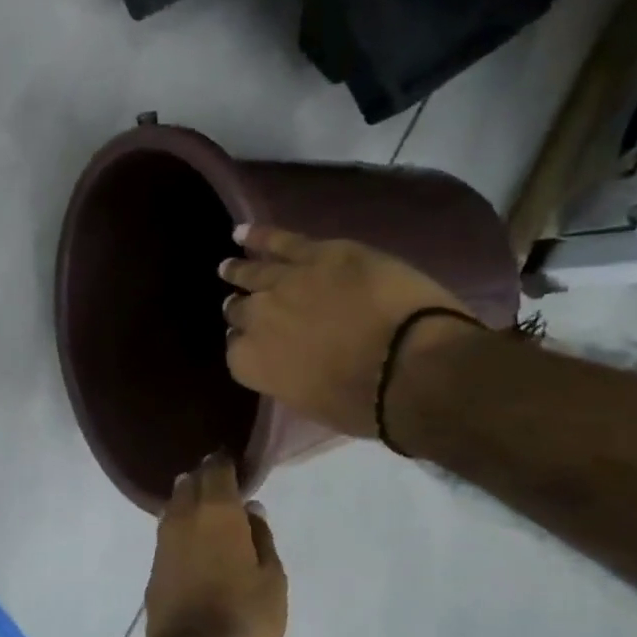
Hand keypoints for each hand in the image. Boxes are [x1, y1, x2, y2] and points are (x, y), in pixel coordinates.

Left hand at [143, 453, 287, 636]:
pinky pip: (168, 532)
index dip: (224, 462)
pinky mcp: (153, 564)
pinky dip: (181, 527)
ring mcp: (163, 540)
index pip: (216, 470)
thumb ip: (261, 538)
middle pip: (190, 483)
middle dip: (205, 479)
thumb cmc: (245, 614)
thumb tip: (251, 510)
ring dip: (189, 502)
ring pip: (174, 506)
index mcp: (217, 511)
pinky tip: (193, 539)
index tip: (234, 461)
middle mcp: (184, 516)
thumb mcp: (272, 577)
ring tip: (208, 510)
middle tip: (223, 485)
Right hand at [220, 225, 480, 438]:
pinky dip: (259, 236)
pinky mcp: (320, 254)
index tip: (251, 344)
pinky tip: (241, 233)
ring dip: (239, 271)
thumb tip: (289, 362)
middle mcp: (258, 320)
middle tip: (239, 306)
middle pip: (240, 311)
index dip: (245, 346)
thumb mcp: (312, 403)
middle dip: (240, 310)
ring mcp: (286, 283)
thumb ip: (288, 378)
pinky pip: (280, 241)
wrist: (409, 366)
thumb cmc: (365, 403)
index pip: (235, 351)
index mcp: (253, 363)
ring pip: (253, 273)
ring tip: (228, 268)